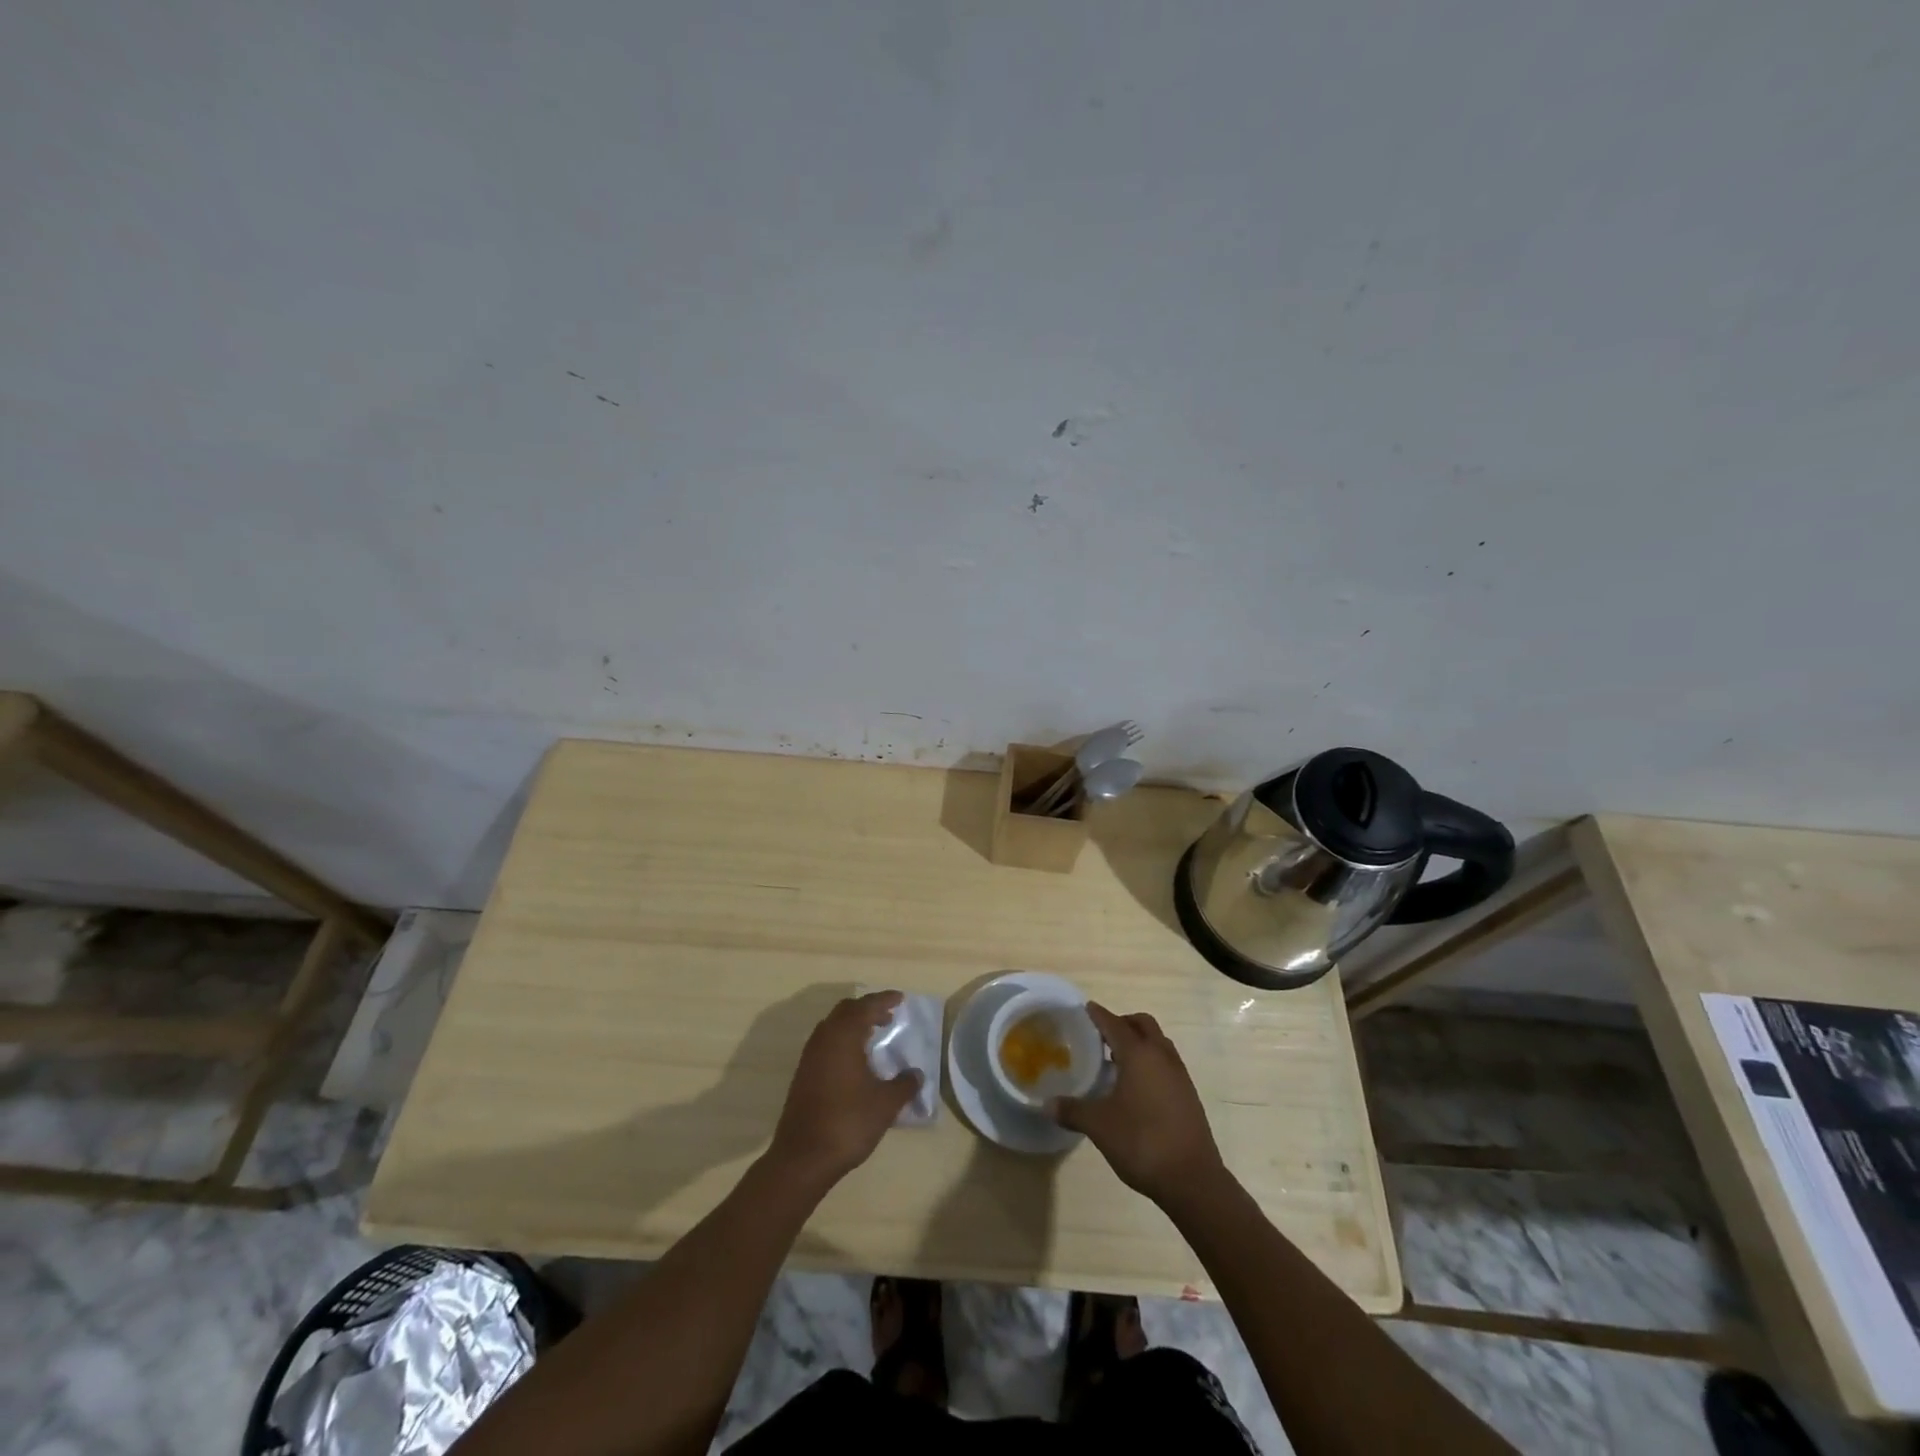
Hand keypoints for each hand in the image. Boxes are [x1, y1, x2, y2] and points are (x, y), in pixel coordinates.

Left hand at [767, 991, 920, 1190]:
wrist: (803, 1157)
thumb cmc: (848, 1122)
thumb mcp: (885, 1104)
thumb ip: (905, 1085)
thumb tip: (917, 1074)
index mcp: (844, 1036)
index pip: (865, 1006)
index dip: (884, 1000)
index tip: (900, 998)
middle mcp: (824, 1039)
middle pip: (846, 1010)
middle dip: (867, 1009)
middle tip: (888, 1016)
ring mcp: (810, 1057)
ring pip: (833, 1026)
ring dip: (853, 1024)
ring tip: (873, 1035)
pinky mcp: (804, 1074)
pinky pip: (826, 1043)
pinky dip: (843, 1040)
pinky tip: (855, 1060)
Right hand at [1052, 1003, 1225, 1204]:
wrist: (1192, 1179)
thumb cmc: (1142, 1142)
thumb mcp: (1099, 1126)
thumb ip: (1072, 1111)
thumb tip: (1047, 1104)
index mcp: (1139, 1054)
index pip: (1114, 1023)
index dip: (1098, 1015)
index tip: (1086, 1008)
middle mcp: (1161, 1056)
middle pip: (1142, 1024)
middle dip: (1122, 1023)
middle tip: (1101, 1035)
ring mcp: (1179, 1075)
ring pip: (1158, 1042)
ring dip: (1139, 1042)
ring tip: (1117, 1060)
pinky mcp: (1188, 1094)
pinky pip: (1166, 1063)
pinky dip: (1150, 1061)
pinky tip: (1136, 1087)